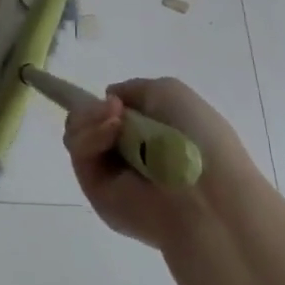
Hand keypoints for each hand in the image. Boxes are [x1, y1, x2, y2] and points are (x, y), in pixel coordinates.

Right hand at [64, 77, 255, 253]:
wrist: (206, 195)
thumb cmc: (198, 138)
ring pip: (78, 134)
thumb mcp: (170, 93)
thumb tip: (110, 100)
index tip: (111, 97)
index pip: (115, 116)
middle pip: (88, 122)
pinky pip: (80, 154)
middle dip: (94, 109)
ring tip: (114, 119)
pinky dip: (90, 135)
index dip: (106, 103)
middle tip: (113, 108)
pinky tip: (111, 131)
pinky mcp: (96, 192)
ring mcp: (112, 176)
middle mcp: (131, 156)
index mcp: (154, 137)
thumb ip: (133, 90)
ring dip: (90, 118)